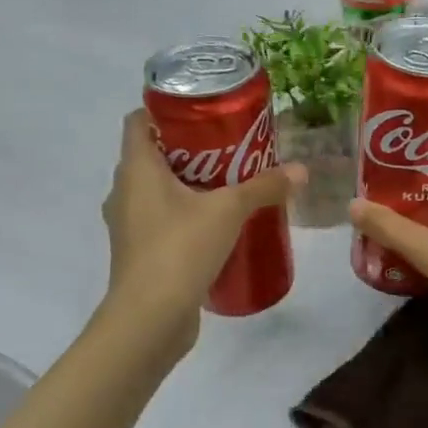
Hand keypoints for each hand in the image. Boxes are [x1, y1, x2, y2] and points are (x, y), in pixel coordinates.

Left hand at [98, 111, 302, 357]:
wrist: (149, 319)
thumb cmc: (180, 249)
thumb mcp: (229, 210)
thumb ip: (264, 187)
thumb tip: (302, 170)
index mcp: (136, 169)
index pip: (139, 121)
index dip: (166, 109)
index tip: (203, 110)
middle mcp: (125, 192)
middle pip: (154, 155)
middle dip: (191, 147)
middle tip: (231, 144)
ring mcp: (130, 225)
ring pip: (159, 190)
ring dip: (190, 183)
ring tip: (231, 182)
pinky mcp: (141, 253)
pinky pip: (164, 220)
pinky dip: (187, 214)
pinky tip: (220, 223)